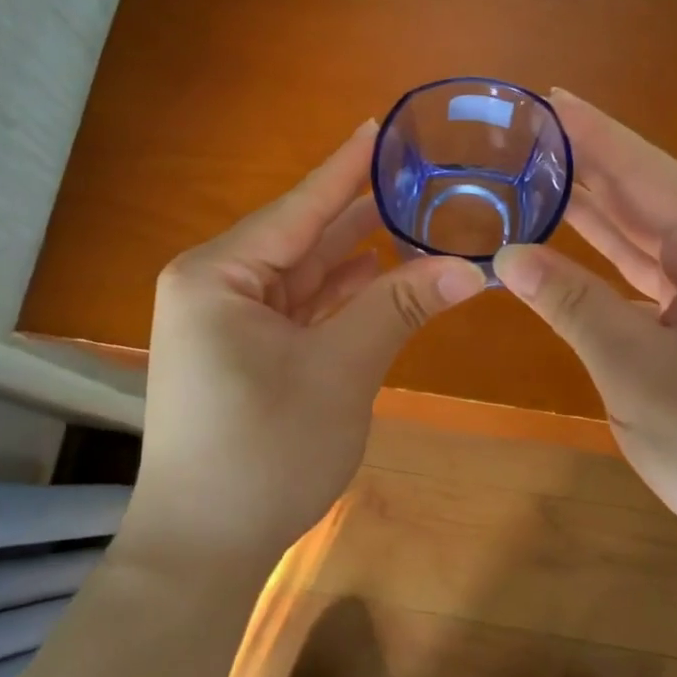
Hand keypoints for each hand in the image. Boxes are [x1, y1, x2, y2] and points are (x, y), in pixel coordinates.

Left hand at [126, 121, 487, 568]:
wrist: (203, 550)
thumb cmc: (264, 452)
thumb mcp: (340, 371)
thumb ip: (400, 307)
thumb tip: (474, 267)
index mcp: (219, 274)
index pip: (300, 206)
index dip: (348, 167)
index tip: (384, 126)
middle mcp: (215, 284)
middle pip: (302, 236)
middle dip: (361, 213)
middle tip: (420, 177)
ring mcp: (226, 320)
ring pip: (304, 273)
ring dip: (356, 255)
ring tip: (415, 217)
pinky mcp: (242, 350)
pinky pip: (299, 307)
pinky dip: (340, 295)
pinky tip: (381, 273)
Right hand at [494, 92, 676, 582]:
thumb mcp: (636, 369)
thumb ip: (571, 303)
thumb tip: (508, 254)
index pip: (640, 167)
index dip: (590, 131)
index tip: (545, 96)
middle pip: (646, 192)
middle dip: (589, 164)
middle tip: (527, 136)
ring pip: (652, 235)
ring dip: (599, 211)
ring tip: (542, 178)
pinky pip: (660, 274)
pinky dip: (617, 260)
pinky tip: (583, 250)